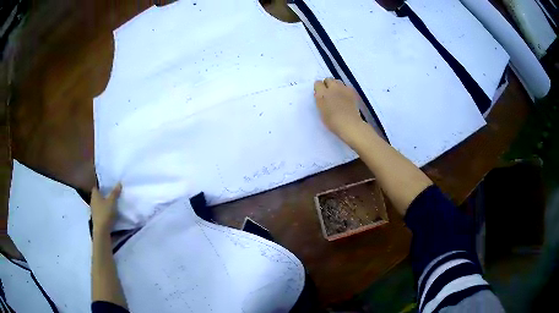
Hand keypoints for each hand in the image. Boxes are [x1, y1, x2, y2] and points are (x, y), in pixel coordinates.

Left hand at [91, 184, 121, 233]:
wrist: (102, 230)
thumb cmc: (105, 213)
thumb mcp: (112, 202)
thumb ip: (115, 193)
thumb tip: (119, 183)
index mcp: (95, 194)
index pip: (96, 187)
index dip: (101, 186)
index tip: (107, 186)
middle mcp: (92, 201)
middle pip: (97, 195)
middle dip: (103, 195)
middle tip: (111, 194)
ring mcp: (94, 210)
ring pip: (99, 203)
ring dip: (103, 203)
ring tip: (111, 203)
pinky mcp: (96, 217)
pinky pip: (100, 210)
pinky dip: (104, 210)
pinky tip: (109, 212)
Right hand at [314, 78, 364, 140]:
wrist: (349, 124)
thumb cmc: (332, 121)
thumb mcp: (321, 111)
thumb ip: (319, 100)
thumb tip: (319, 95)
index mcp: (322, 93)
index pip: (318, 83)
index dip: (318, 87)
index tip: (319, 93)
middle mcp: (332, 88)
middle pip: (328, 79)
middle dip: (327, 84)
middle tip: (328, 93)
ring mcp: (343, 89)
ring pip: (338, 81)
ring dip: (336, 86)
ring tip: (337, 94)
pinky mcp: (352, 92)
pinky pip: (346, 86)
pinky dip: (344, 89)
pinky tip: (346, 97)